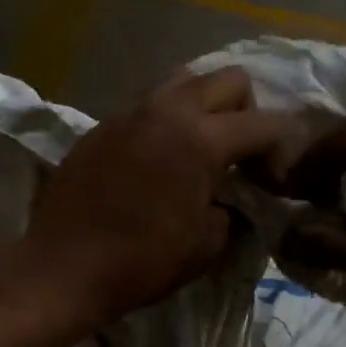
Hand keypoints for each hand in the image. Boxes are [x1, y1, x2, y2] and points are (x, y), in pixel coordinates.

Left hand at [24, 68, 294, 325]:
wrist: (62, 267)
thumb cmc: (140, 262)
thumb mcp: (206, 246)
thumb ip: (232, 211)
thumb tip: (231, 200)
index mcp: (200, 139)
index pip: (265, 123)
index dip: (283, 150)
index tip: (275, 181)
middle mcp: (166, 110)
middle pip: (228, 79)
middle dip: (246, 112)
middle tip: (239, 155)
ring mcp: (129, 113)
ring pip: (184, 82)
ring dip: (203, 109)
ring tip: (198, 150)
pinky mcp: (102, 126)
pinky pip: (147, 107)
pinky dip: (165, 123)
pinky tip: (156, 162)